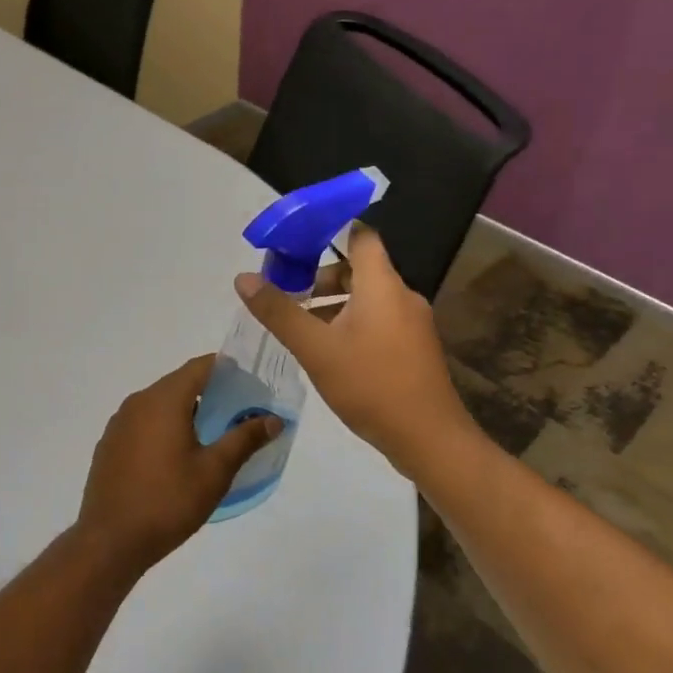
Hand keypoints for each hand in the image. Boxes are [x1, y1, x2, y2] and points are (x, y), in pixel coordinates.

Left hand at [75, 355, 281, 574]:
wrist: (110, 540)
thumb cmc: (168, 501)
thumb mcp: (214, 471)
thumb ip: (244, 439)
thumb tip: (273, 419)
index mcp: (164, 400)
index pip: (200, 367)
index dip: (226, 368)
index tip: (249, 381)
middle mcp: (138, 401)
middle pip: (179, 383)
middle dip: (209, 391)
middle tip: (237, 410)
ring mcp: (120, 423)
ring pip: (159, 403)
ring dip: (185, 410)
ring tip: (211, 433)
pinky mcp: (110, 444)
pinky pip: (143, 422)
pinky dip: (163, 426)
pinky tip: (176, 455)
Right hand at [235, 227, 469, 475]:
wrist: (429, 440)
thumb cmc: (371, 384)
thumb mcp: (315, 348)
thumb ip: (279, 311)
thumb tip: (243, 278)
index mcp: (382, 285)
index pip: (360, 236)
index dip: (329, 232)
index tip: (296, 244)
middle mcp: (402, 295)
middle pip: (359, 269)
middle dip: (322, 278)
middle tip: (289, 295)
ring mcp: (412, 323)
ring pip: (368, 298)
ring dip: (335, 305)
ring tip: (302, 328)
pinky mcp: (414, 348)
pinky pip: (379, 320)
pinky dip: (352, 323)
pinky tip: (330, 352)